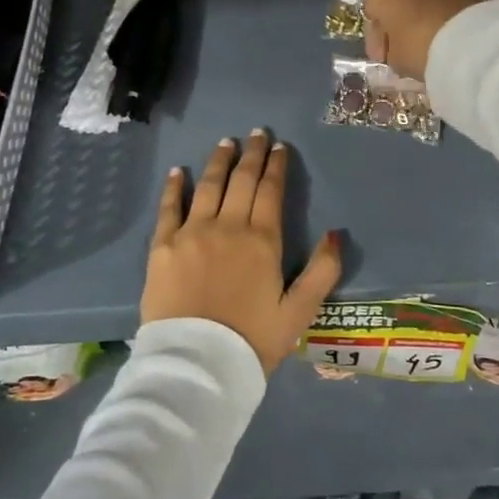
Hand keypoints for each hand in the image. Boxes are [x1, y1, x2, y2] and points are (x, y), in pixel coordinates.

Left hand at [142, 132, 342, 371]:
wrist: (197, 365)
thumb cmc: (252, 341)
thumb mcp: (298, 312)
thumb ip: (322, 272)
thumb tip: (335, 233)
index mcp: (262, 240)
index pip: (271, 191)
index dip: (276, 166)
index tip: (279, 147)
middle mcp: (227, 226)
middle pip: (241, 181)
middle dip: (251, 154)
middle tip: (256, 133)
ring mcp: (192, 233)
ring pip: (208, 186)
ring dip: (218, 161)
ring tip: (225, 142)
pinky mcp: (163, 246)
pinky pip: (169, 208)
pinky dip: (175, 187)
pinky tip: (179, 171)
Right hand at [363, 0, 483, 79]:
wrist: (472, 41)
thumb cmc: (420, 48)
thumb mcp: (395, 59)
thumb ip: (389, 50)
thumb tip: (396, 47)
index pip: (370, 12)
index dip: (375, 37)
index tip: (383, 57)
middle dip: (398, 20)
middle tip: (403, 46)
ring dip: (420, 15)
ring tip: (427, 41)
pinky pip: (442, 1)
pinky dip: (441, 14)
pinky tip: (445, 34)